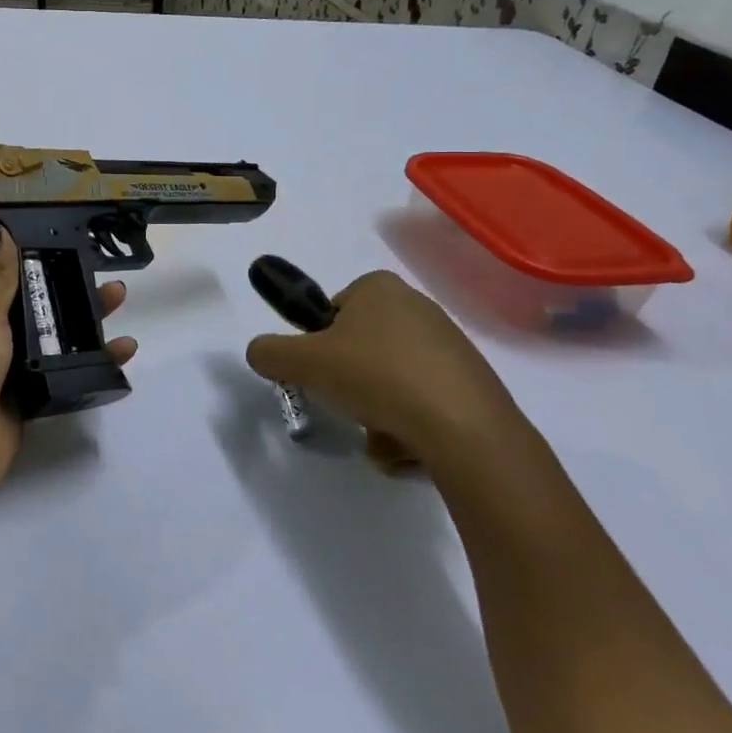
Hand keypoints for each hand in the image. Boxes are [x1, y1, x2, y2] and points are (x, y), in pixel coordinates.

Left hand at [0, 224, 136, 549]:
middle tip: (97, 260)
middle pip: (20, 292)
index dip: (8, 237)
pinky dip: (87, 361)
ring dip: (79, 315)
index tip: (47, 220)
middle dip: (56, 275)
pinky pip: (57, 372)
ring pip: (44, 331)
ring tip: (117, 297)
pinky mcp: (20, 400)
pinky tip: (121, 352)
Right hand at [245, 270, 518, 470]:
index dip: (320, 345)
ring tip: (380, 435)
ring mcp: (449, 344)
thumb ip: (269, 352)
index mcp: (379, 287)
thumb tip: (260, 353)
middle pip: (361, 348)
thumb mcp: (304, 362)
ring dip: (376, 410)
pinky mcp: (471, 381)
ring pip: (390, 379)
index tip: (322, 372)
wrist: (465, 428)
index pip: (332, 312)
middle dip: (349, 382)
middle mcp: (417, 305)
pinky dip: (407, 424)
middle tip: (348, 405)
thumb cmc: (376, 377)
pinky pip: (422, 401)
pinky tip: (409, 445)